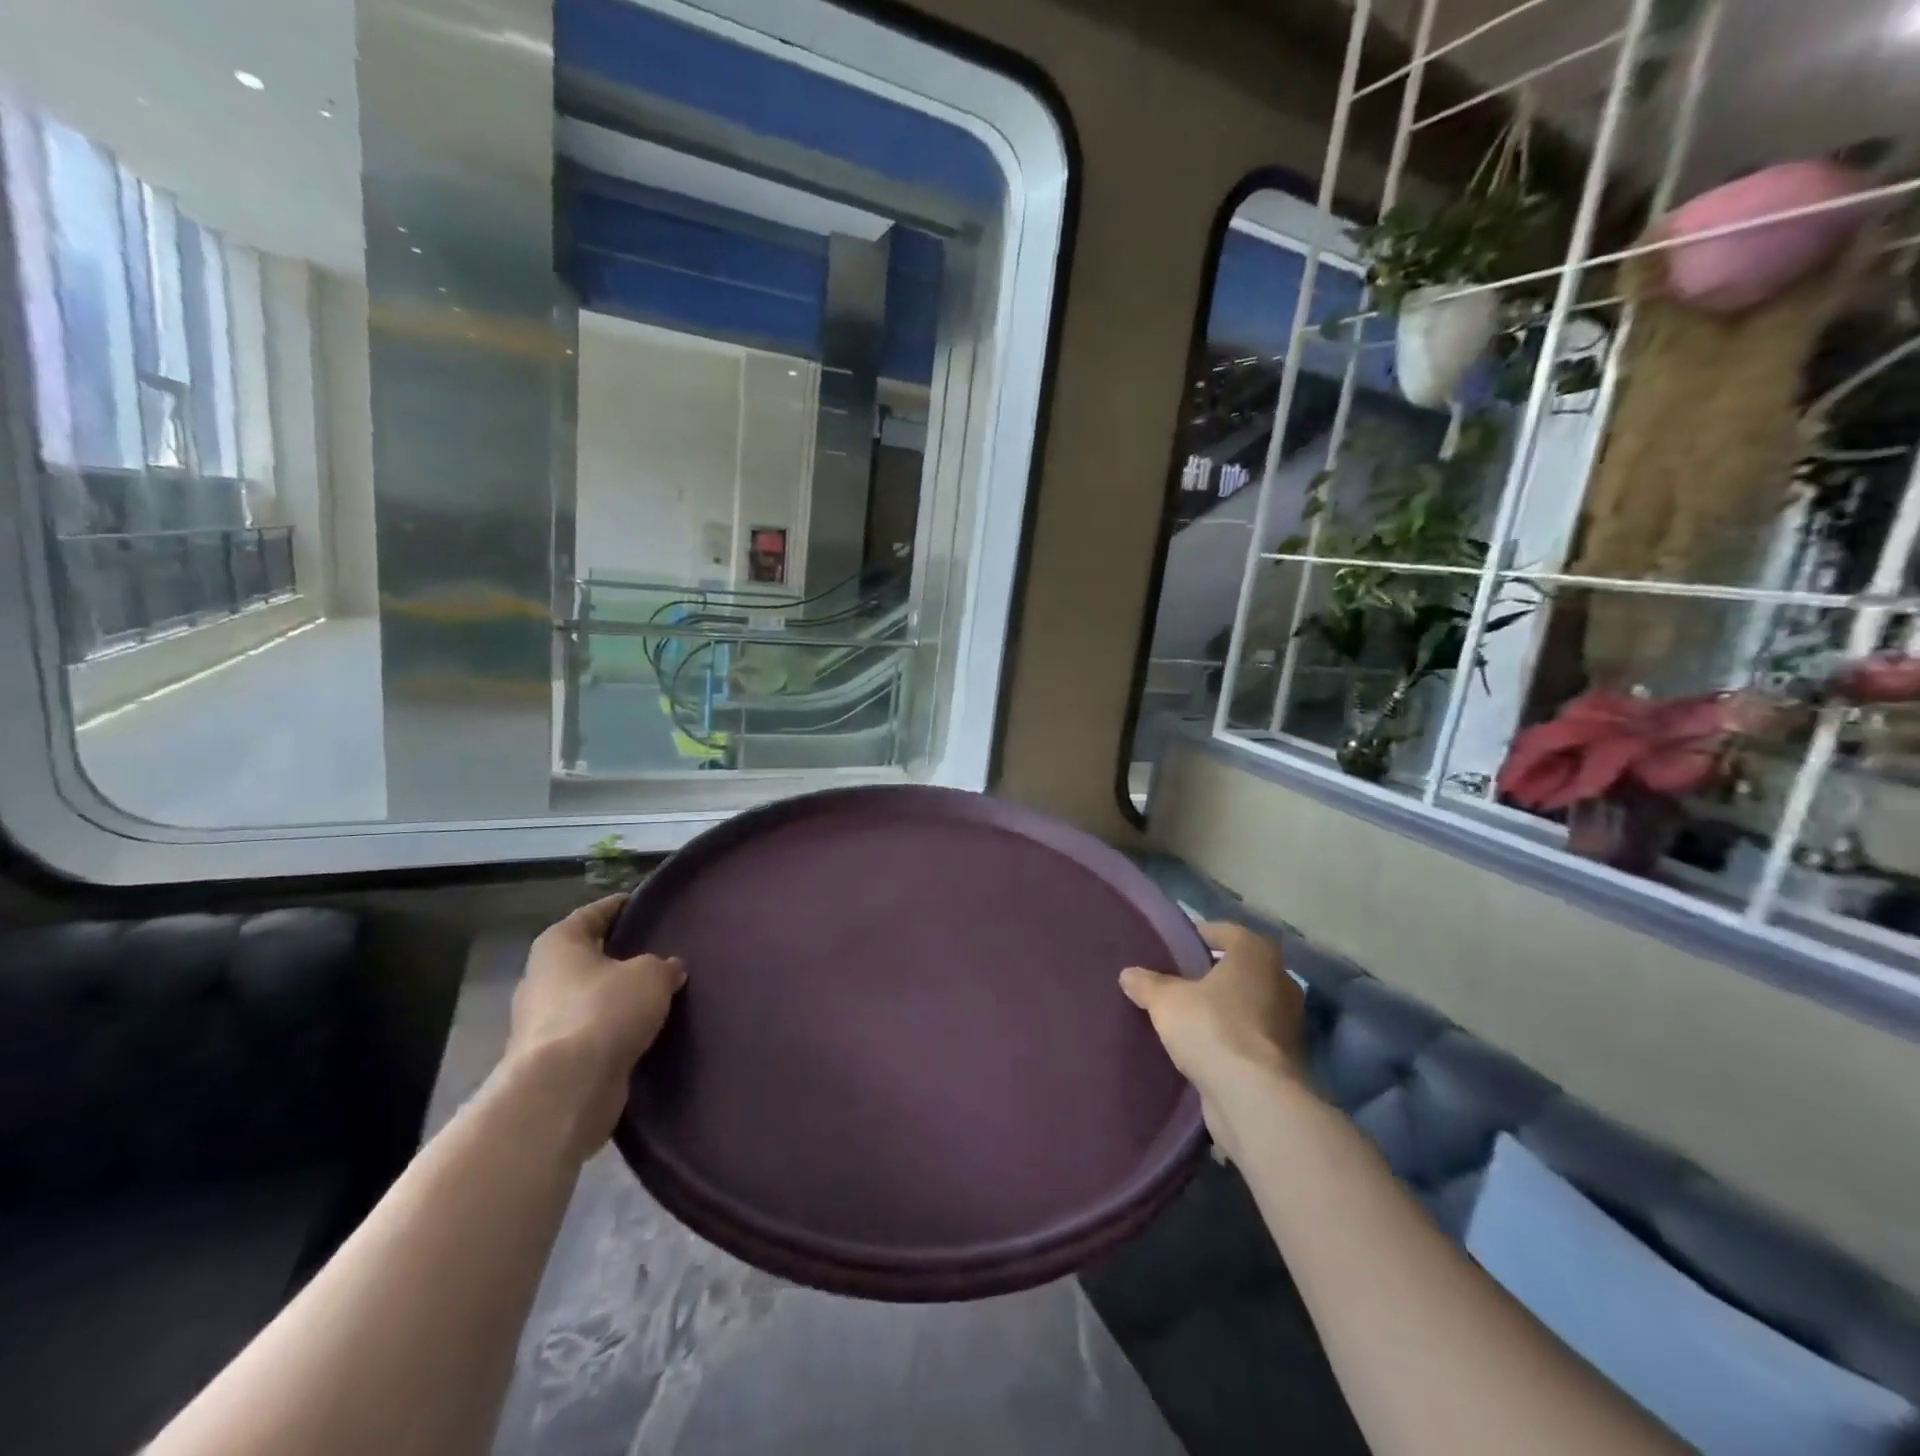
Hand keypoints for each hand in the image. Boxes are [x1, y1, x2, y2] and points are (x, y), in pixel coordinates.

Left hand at [505, 895, 687, 1161]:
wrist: (565, 1089)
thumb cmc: (604, 1011)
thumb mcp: (650, 975)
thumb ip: (663, 966)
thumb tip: (669, 968)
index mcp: (558, 944)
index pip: (594, 913)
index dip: (621, 906)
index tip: (646, 905)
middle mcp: (542, 977)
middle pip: (587, 957)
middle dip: (619, 956)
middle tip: (658, 952)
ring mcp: (541, 1022)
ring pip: (588, 997)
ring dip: (615, 997)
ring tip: (655, 995)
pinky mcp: (551, 1060)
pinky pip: (590, 1032)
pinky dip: (611, 1030)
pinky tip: (640, 1030)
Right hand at [1120, 922, 1307, 1160]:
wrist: (1253, 1098)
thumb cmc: (1211, 1028)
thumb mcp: (1166, 1000)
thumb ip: (1147, 983)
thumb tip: (1129, 974)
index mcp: (1256, 954)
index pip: (1225, 932)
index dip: (1198, 937)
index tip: (1174, 948)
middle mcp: (1280, 981)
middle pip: (1239, 969)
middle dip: (1211, 975)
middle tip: (1177, 982)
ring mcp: (1288, 1022)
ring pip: (1247, 1004)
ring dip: (1223, 1009)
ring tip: (1187, 1016)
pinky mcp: (1285, 1059)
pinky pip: (1250, 1036)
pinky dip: (1231, 1038)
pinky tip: (1203, 1048)